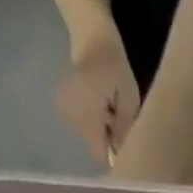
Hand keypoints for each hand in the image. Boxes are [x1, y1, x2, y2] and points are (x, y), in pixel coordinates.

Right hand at [56, 29, 140, 164]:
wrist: (91, 38)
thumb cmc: (114, 66)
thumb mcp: (129, 98)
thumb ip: (125, 127)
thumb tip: (122, 152)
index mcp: (86, 115)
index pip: (100, 153)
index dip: (114, 154)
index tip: (125, 146)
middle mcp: (72, 117)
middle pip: (95, 145)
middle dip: (109, 138)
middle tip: (118, 117)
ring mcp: (65, 113)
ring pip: (90, 136)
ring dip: (102, 129)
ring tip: (108, 108)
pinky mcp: (64, 108)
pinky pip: (83, 125)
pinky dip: (94, 121)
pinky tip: (98, 104)